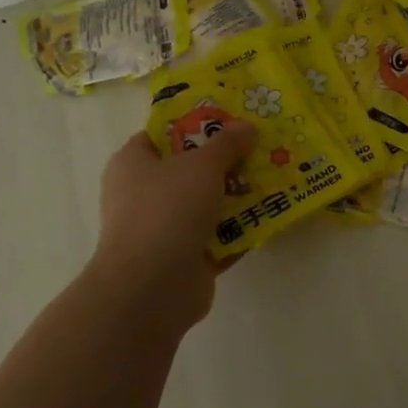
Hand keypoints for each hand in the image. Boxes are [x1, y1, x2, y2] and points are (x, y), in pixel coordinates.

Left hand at [85, 121, 257, 330]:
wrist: (153, 287)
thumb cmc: (168, 210)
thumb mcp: (203, 165)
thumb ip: (227, 143)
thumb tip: (247, 126)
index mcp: (133, 164)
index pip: (161, 135)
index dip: (194, 125)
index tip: (230, 120)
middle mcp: (142, 195)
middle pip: (189, 170)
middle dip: (225, 161)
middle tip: (261, 148)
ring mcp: (162, 230)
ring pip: (206, 204)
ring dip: (237, 196)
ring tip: (274, 179)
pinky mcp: (183, 259)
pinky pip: (217, 237)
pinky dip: (240, 230)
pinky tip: (271, 217)